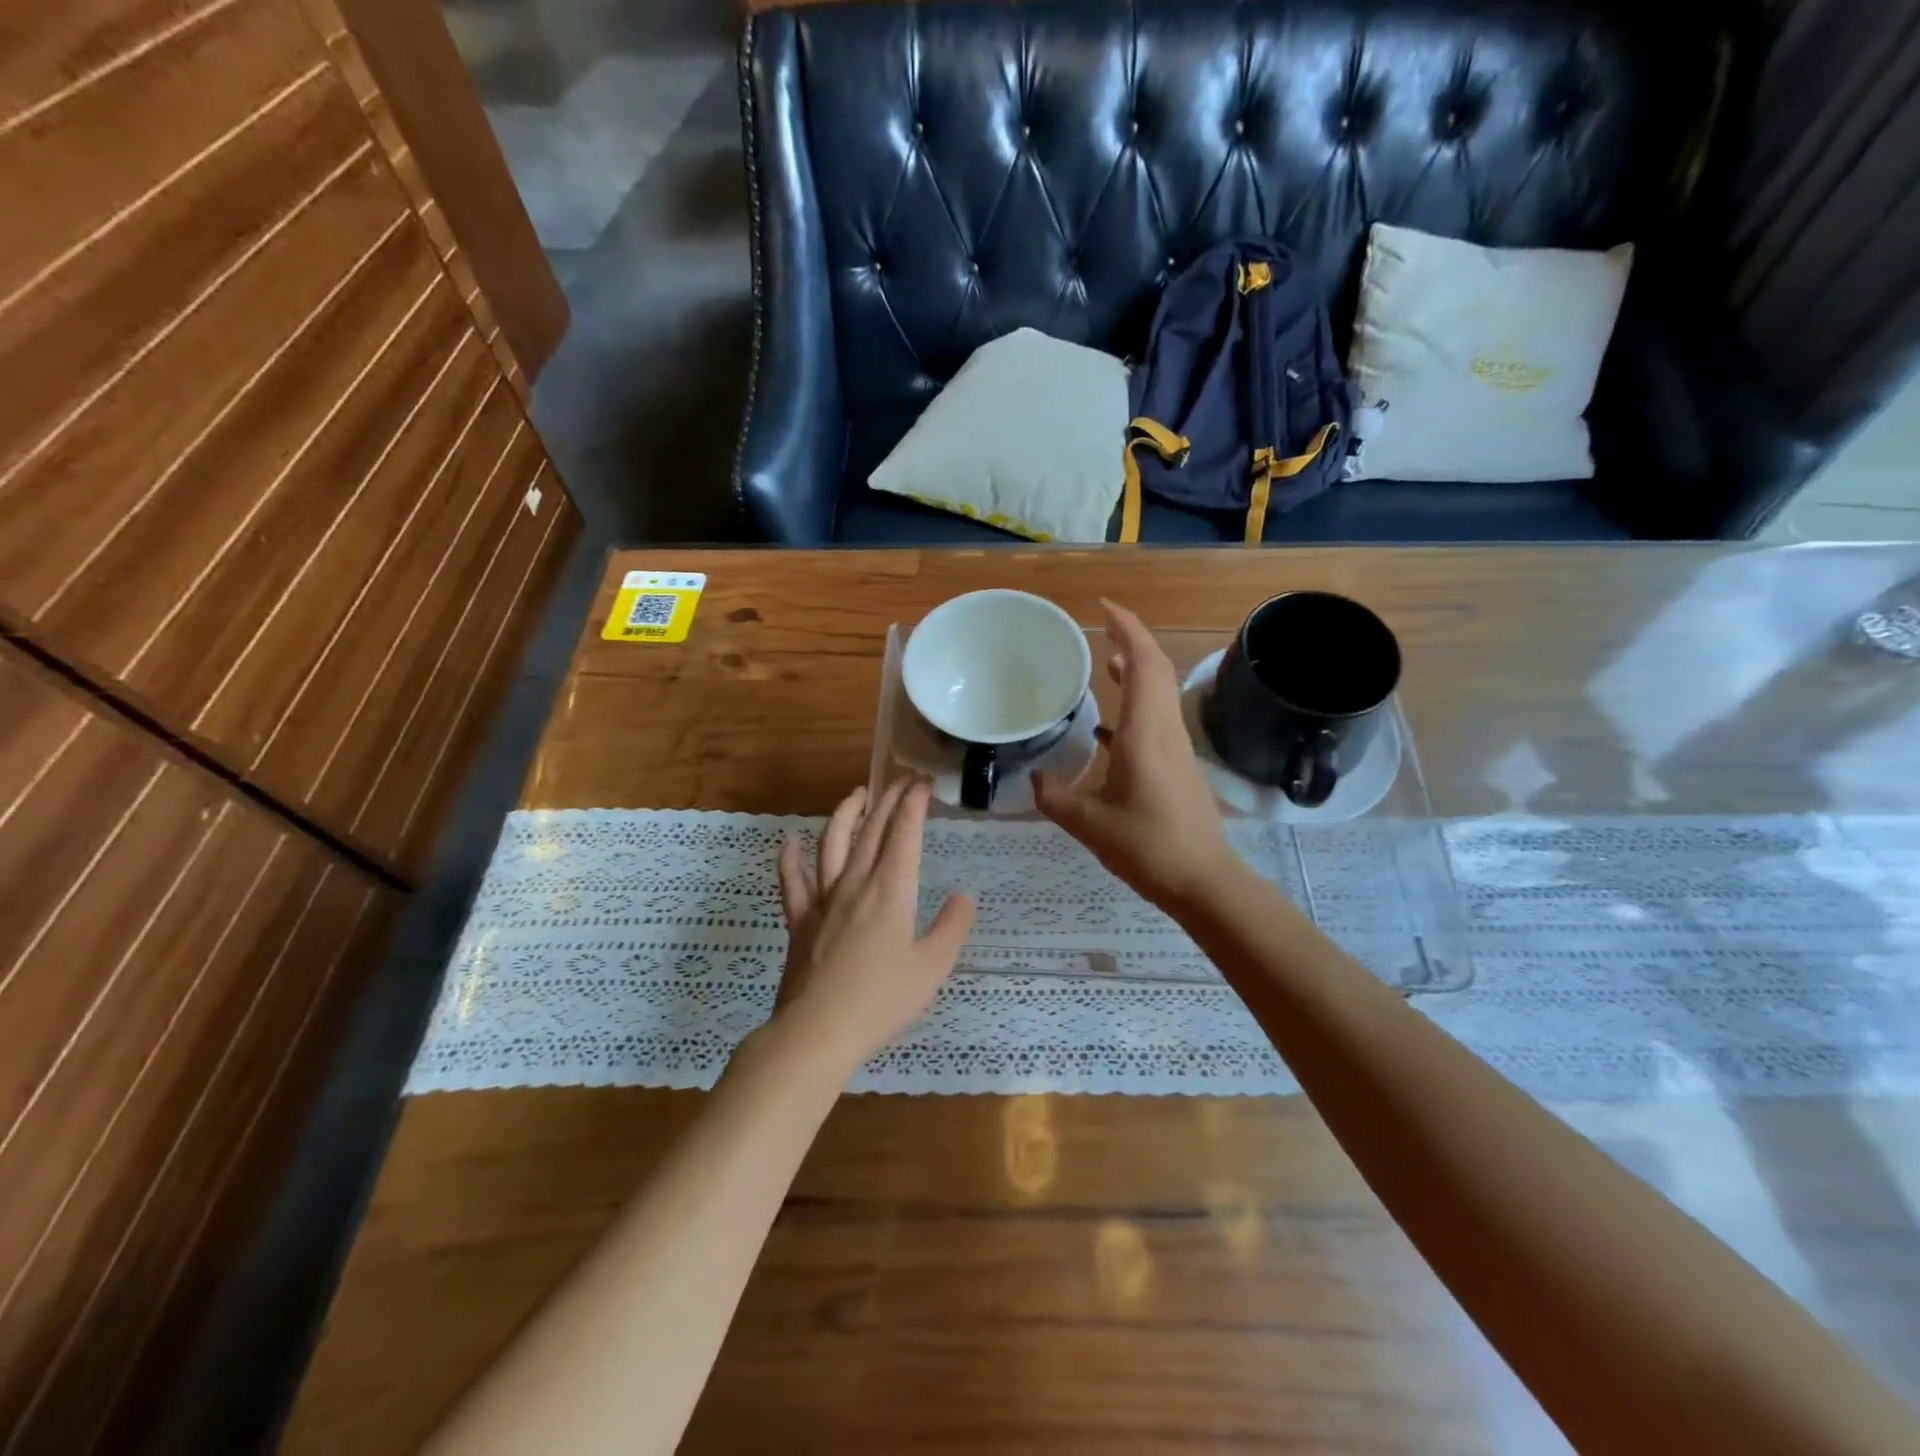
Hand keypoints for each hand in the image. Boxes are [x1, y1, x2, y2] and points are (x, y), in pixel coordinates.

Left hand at [773, 778, 974, 1070]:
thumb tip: (963, 897)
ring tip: (857, 795)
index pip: (904, 834)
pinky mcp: (798, 921)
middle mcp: (855, 884)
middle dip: (888, 800)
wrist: (817, 1031)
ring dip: (845, 815)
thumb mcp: (932, 968)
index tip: (923, 782)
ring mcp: (822, 900)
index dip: (914, 804)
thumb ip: (952, 928)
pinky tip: (790, 840)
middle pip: (872, 830)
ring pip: (832, 844)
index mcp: (890, 890)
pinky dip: (789, 858)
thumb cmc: (881, 1001)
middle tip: (901, 780)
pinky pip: (791, 881)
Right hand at [1033, 599, 1237, 910]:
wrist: (1205, 881)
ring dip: (1136, 669)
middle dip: (1131, 639)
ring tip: (1103, 662)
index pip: (1142, 664)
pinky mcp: (1178, 764)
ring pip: (1160, 691)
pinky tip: (1108, 723)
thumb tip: (1034, 779)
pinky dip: (1136, 702)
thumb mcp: (1090, 824)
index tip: (1103, 608)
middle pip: (1156, 668)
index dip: (1127, 628)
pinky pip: (1158, 716)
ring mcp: (1176, 746)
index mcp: (1145, 733)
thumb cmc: (1149, 847)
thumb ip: (1056, 798)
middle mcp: (1165, 730)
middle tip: (1100, 626)